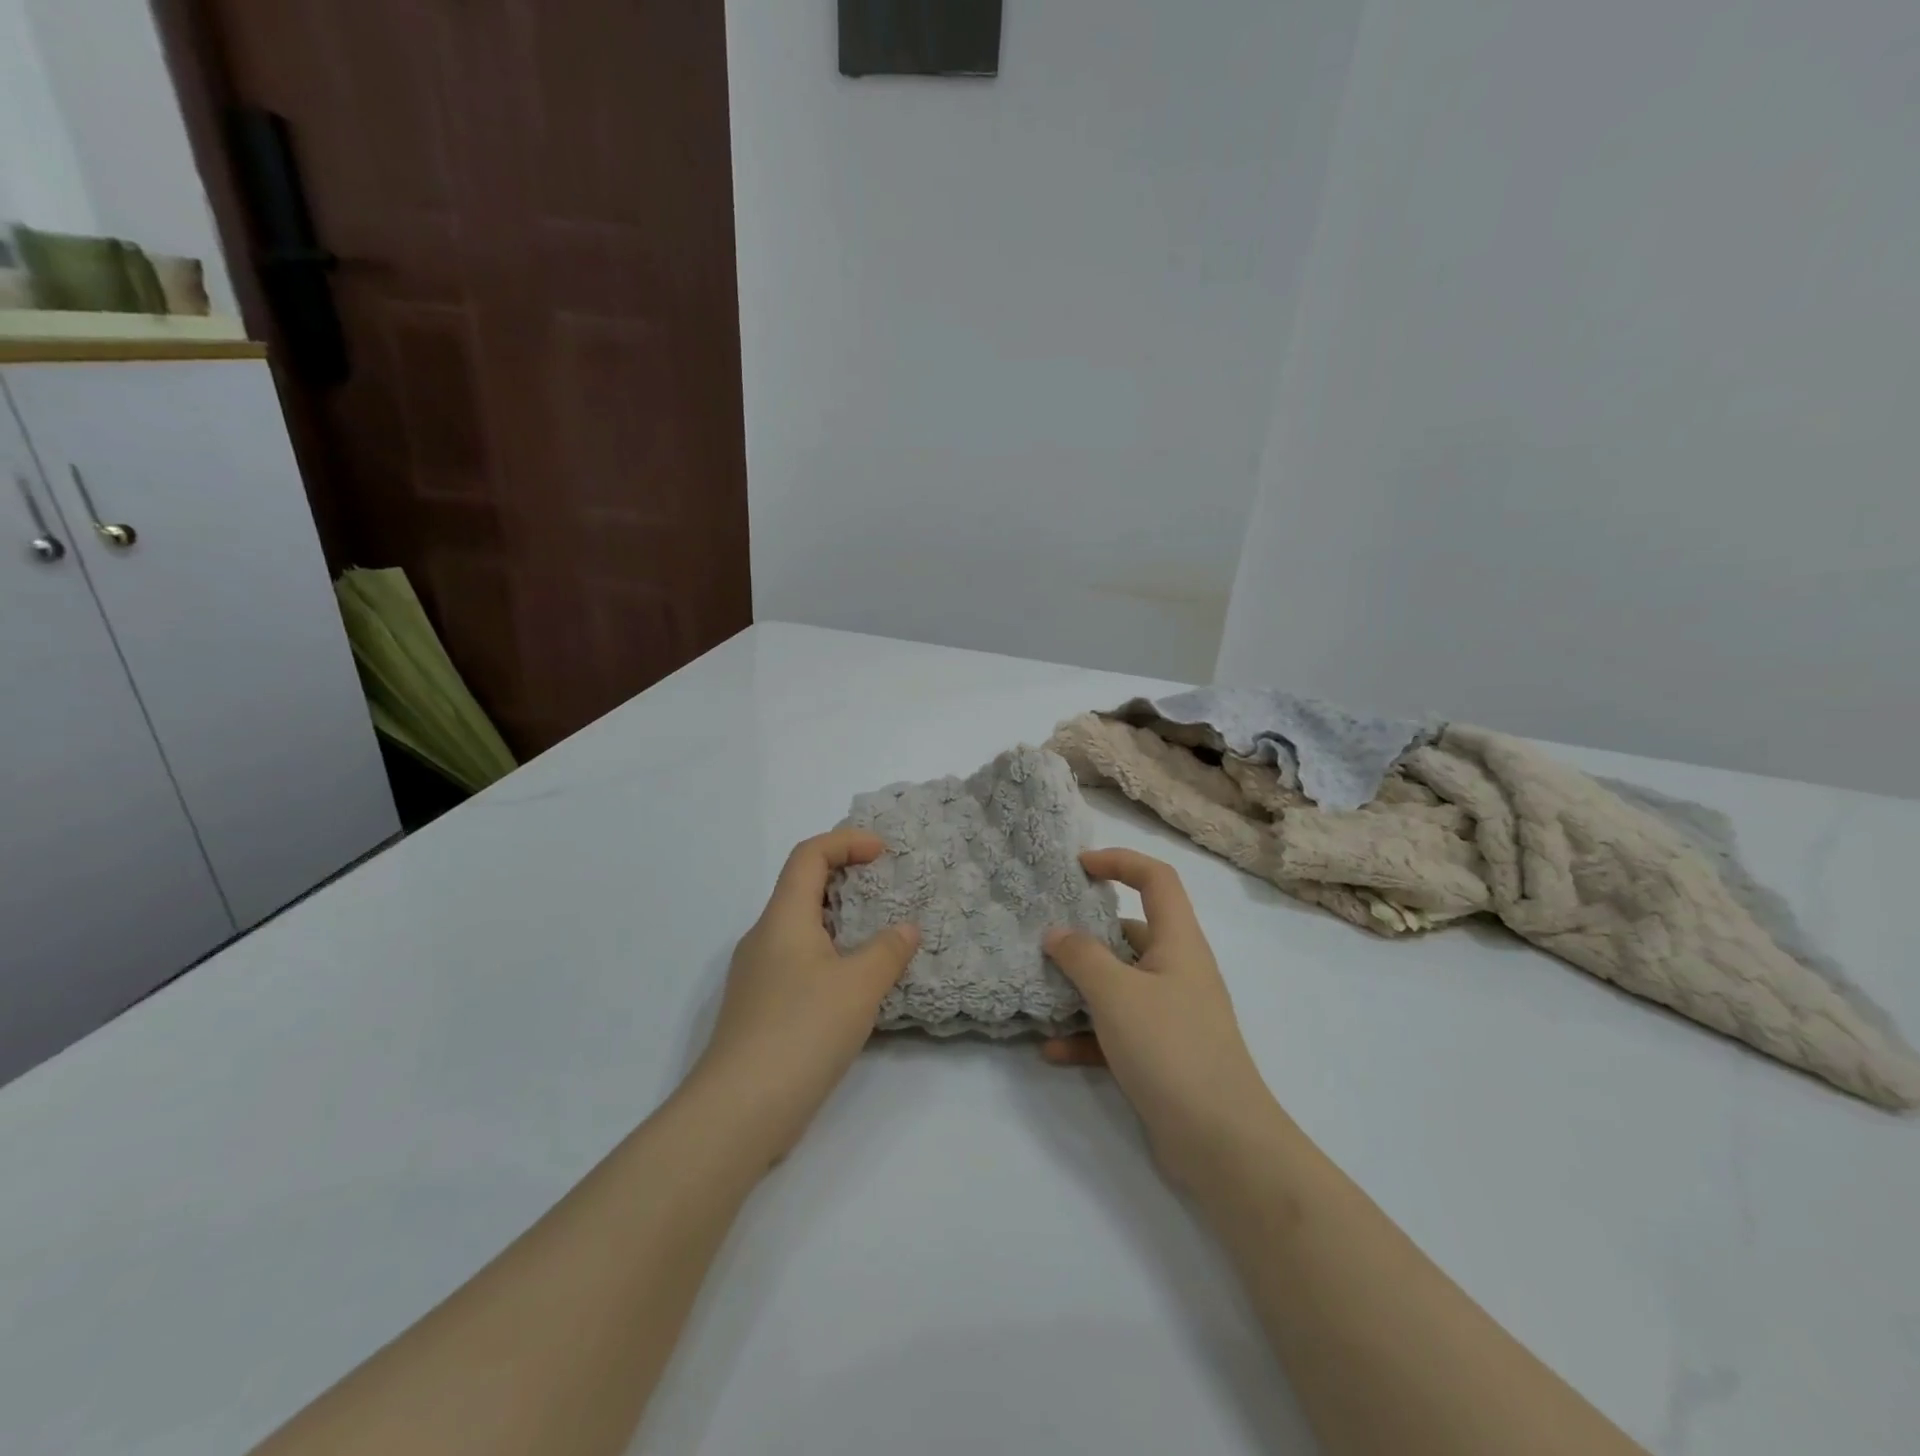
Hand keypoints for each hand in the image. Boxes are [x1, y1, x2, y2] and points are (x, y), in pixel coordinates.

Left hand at [688, 830, 920, 1162]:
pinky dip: (831, 956)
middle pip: (802, 888)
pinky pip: (800, 962)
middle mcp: (764, 938)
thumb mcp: (858, 987)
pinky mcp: (761, 1009)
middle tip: (887, 889)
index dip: (846, 842)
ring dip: (841, 921)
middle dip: (846, 878)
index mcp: (783, 919)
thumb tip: (905, 929)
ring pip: (801, 929)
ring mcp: (758, 976)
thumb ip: (887, 951)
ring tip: (880, 935)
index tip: (884, 853)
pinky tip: (856, 985)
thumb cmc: (801, 1032)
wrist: (738, 1112)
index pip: (809, 856)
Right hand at [1043, 849, 1276, 1185]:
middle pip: (1131, 932)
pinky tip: (1051, 1050)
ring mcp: (1171, 1014)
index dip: (1120, 861)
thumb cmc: (1171, 1047)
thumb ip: (1081, 956)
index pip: (1156, 879)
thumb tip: (1056, 933)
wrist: (1222, 1143)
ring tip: (1039, 991)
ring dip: (1081, 987)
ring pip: (1119, 984)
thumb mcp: (1116, 993)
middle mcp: (1177, 970)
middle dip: (1087, 933)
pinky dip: (1086, 1035)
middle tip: (1045, 936)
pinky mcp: (1162, 1054)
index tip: (1078, 867)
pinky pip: (1117, 1031)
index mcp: (1178, 942)